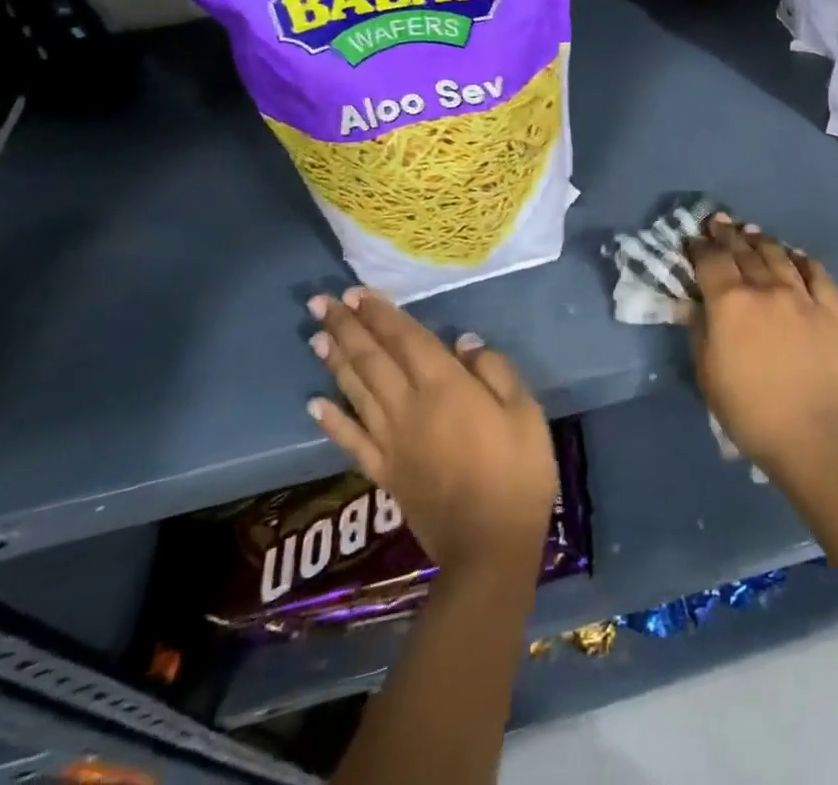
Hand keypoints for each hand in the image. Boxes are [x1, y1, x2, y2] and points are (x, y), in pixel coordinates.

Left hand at [307, 287, 557, 579]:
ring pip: (356, 391)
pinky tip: (313, 404)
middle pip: (371, 359)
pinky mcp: (384, 472)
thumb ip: (494, 369)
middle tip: (320, 302)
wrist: (490, 545)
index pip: (405, 339)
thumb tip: (463, 341)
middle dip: (346, 327)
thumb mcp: (525, 410)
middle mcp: (409, 406)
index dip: (381, 314)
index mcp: (445, 386)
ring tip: (316, 336)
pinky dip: (331, 420)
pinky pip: (351, 440)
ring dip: (335, 361)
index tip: (356, 292)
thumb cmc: (518, 469)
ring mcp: (391, 441)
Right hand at [684, 217, 837, 474]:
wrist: (813, 433)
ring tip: (752, 232)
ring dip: (761, 240)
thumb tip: (696, 303)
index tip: (693, 239)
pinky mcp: (831, 309)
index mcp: (730, 302)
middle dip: (727, 234)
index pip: (710, 261)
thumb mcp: (707, 373)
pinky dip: (803, 259)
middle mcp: (765, 287)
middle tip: (719, 222)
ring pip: (778, 254)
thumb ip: (699, 330)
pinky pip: (817, 273)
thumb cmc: (749, 410)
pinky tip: (796, 255)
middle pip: (743, 251)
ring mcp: (802, 295)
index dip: (699, 246)